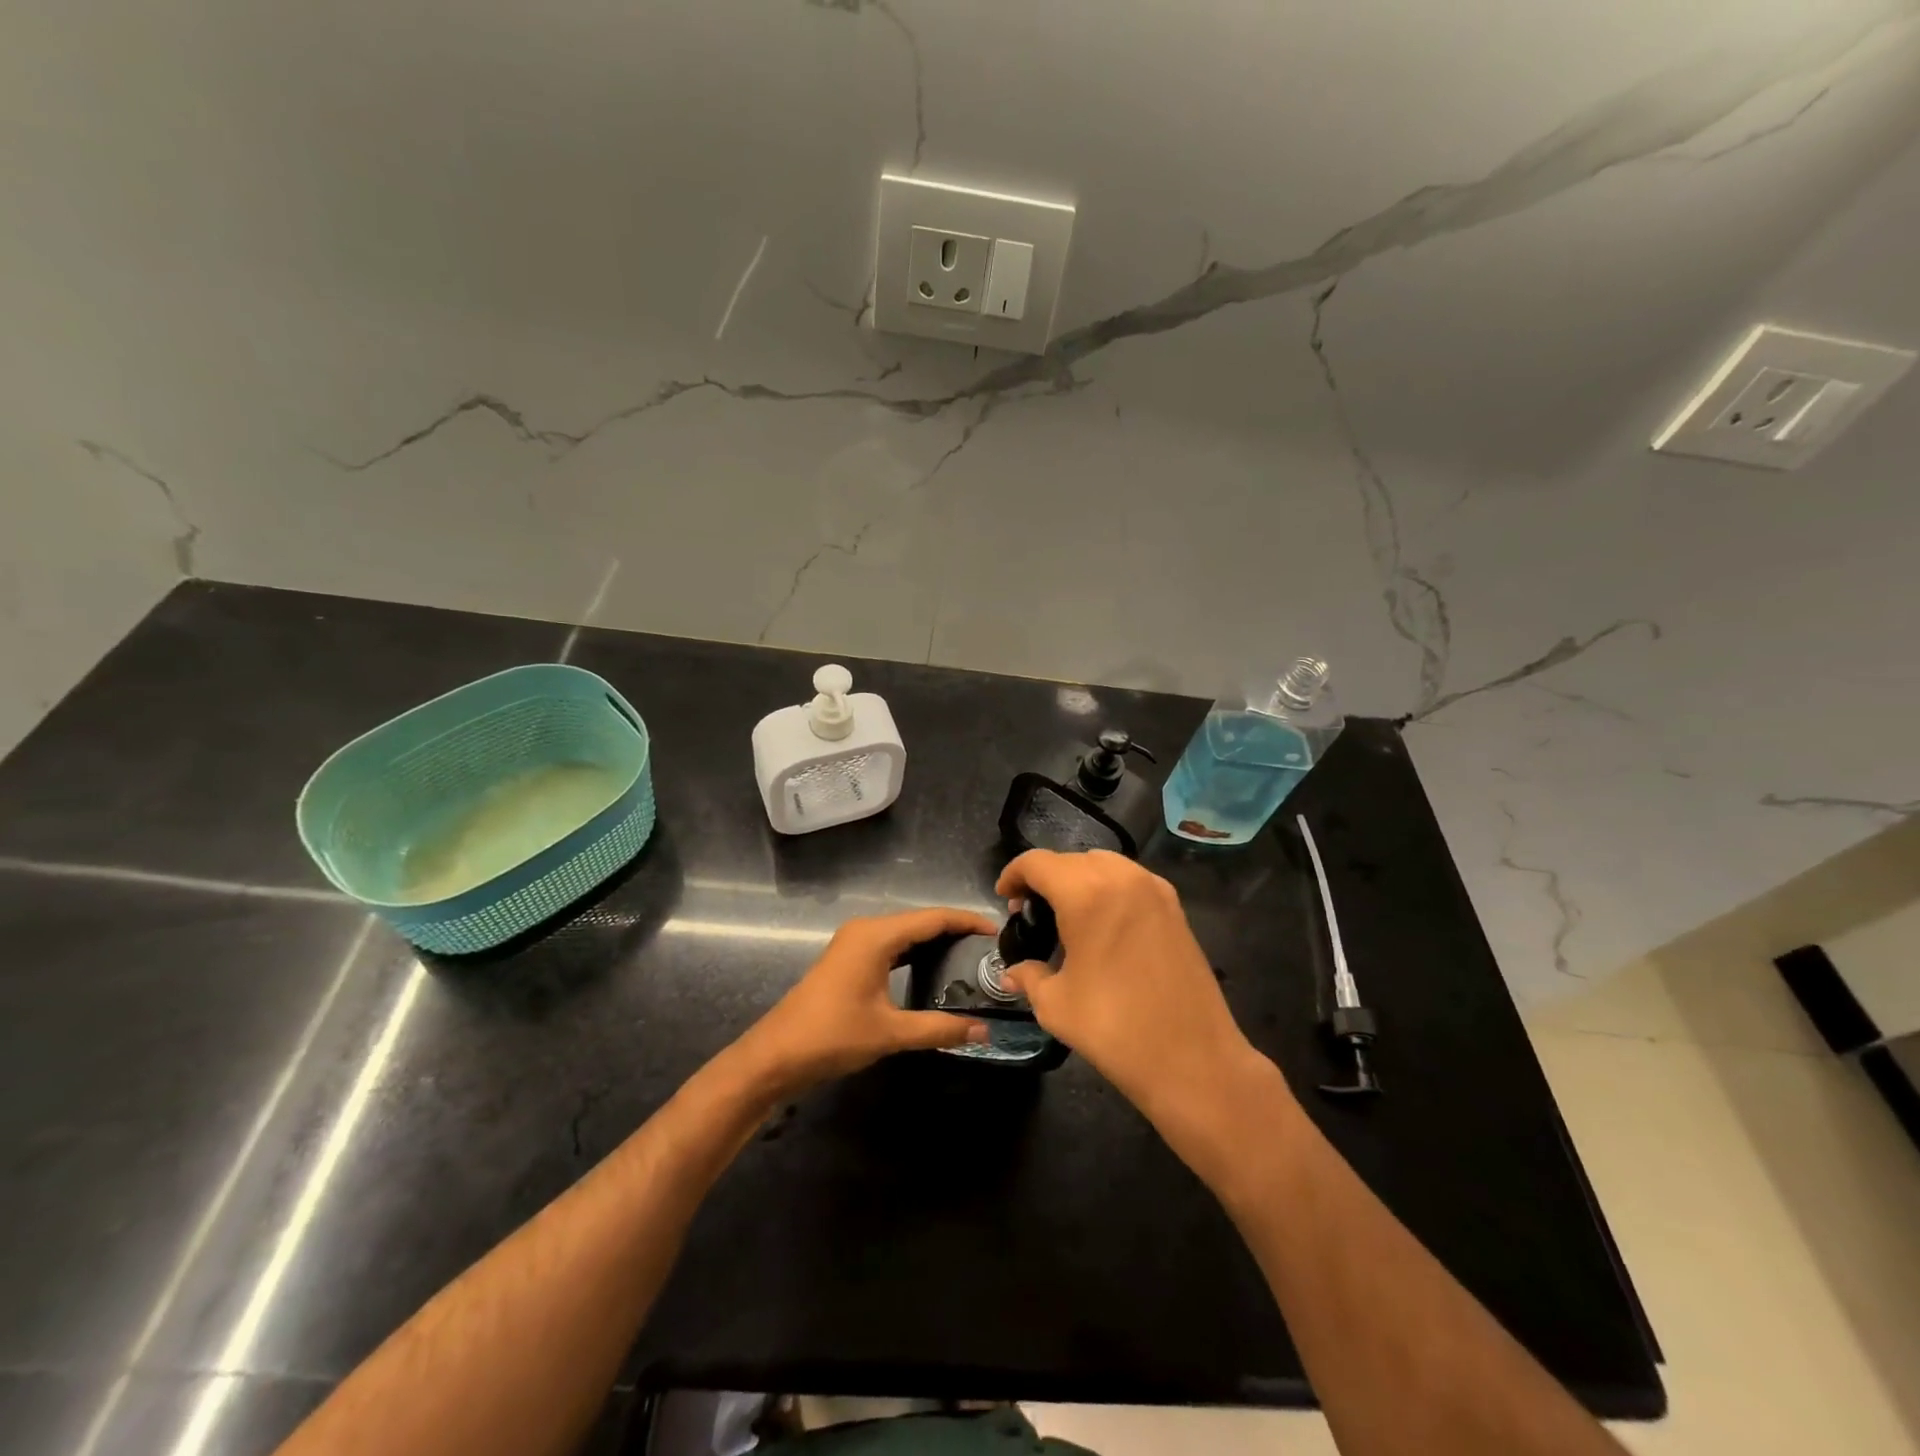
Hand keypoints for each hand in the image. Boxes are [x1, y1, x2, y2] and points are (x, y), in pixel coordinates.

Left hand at [731, 906, 994, 1097]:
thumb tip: (983, 1032)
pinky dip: (915, 952)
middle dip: (955, 931)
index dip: (967, 921)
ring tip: (970, 958)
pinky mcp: (848, 958)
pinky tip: (934, 968)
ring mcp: (854, 943)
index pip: (933, 918)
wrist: (775, 1055)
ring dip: (935, 942)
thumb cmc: (832, 1036)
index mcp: (876, 936)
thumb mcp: (890, 1033)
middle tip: (989, 950)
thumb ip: (939, 1028)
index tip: (997, 932)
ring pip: (905, 933)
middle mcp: (866, 929)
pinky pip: (891, 946)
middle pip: (920, 921)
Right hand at [997, 850, 1270, 1134]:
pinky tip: (1102, 924)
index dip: (1013, 875)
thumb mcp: (1056, 1005)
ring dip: (1078, 879)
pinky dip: (1109, 889)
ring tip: (1065, 915)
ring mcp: (1154, 890)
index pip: (1038, 862)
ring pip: (1104, 864)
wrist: (1193, 1060)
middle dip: (1045, 878)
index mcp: (1087, 893)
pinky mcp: (1176, 908)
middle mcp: (1123, 878)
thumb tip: (1013, 973)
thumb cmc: (1115, 1029)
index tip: (1003, 898)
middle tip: (1030, 912)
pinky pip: (1131, 880)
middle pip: (1071, 860)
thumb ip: (1029, 977)